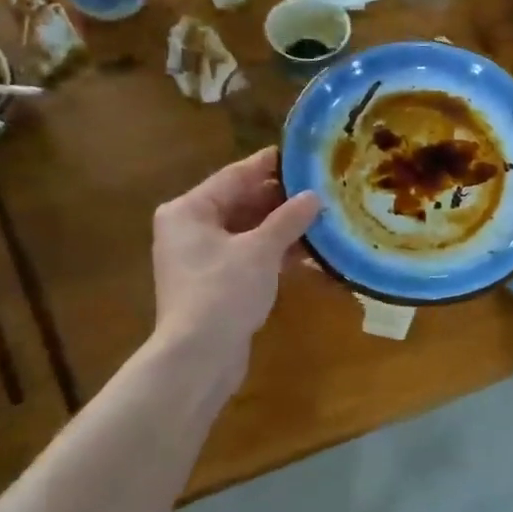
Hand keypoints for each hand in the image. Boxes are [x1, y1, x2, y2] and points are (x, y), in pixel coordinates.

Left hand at [152, 147, 319, 372]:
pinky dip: (274, 254)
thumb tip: (314, 196)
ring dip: (282, 229)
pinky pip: (248, 257)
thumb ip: (288, 220)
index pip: (235, 175)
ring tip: (323, 217)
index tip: (303, 154)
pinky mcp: (215, 284)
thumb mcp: (260, 251)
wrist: (198, 357)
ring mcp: (201, 259)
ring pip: (247, 232)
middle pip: (241, 203)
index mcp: (189, 210)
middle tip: (321, 187)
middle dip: (281, 200)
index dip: (270, 165)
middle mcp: (190, 229)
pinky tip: (310, 253)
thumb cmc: (223, 292)